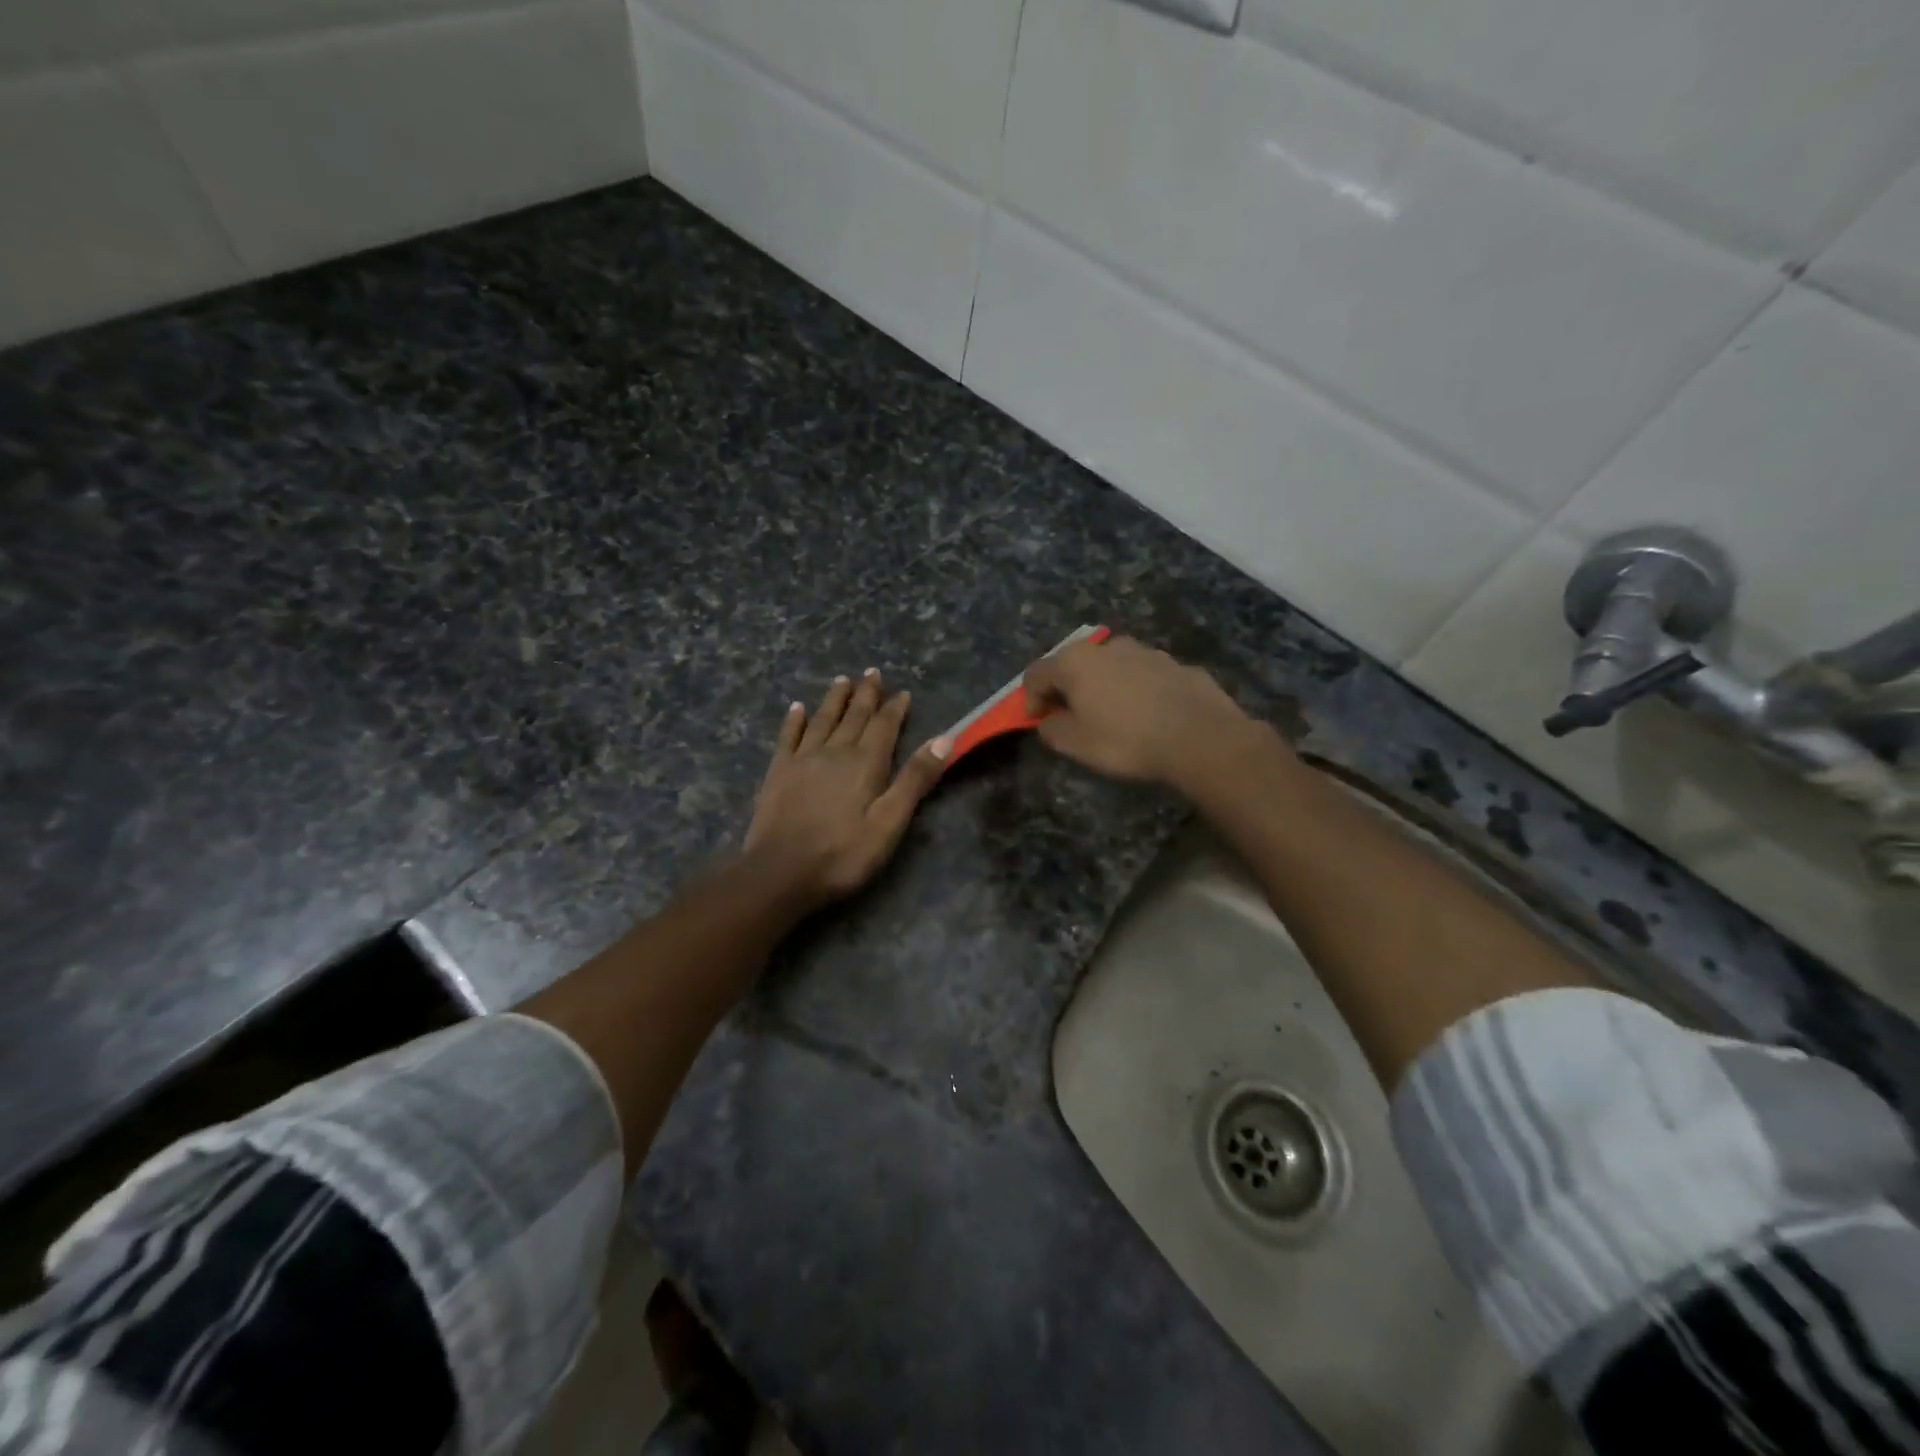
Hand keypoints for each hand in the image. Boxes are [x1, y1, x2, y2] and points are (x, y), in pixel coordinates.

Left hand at [744, 669, 949, 906]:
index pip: (884, 726)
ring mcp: (802, 759)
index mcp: (865, 763)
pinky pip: (788, 736)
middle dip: (866, 694)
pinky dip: (794, 720)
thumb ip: (915, 780)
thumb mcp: (890, 822)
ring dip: (834, 699)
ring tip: (842, 679)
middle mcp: (834, 751)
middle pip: (854, 716)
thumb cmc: (843, 854)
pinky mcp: (778, 772)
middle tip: (872, 673)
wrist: (780, 872)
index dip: (894, 708)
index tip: (902, 692)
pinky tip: (797, 708)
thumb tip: (944, 738)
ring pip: (822, 719)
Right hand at [1022, 635, 1260, 787]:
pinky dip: (1137, 690)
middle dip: (1068, 689)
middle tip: (1072, 717)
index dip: (1030, 698)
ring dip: (1104, 686)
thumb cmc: (1127, 741)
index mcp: (1076, 662)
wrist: (1201, 738)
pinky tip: (1148, 716)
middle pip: (1074, 664)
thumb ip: (1052, 729)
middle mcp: (1108, 647)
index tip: (1037, 722)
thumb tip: (1049, 720)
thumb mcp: (1077, 745)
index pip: (1036, 673)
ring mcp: (1146, 652)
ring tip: (1113, 716)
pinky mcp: (1177, 664)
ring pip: (1112, 666)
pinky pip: (1144, 676)